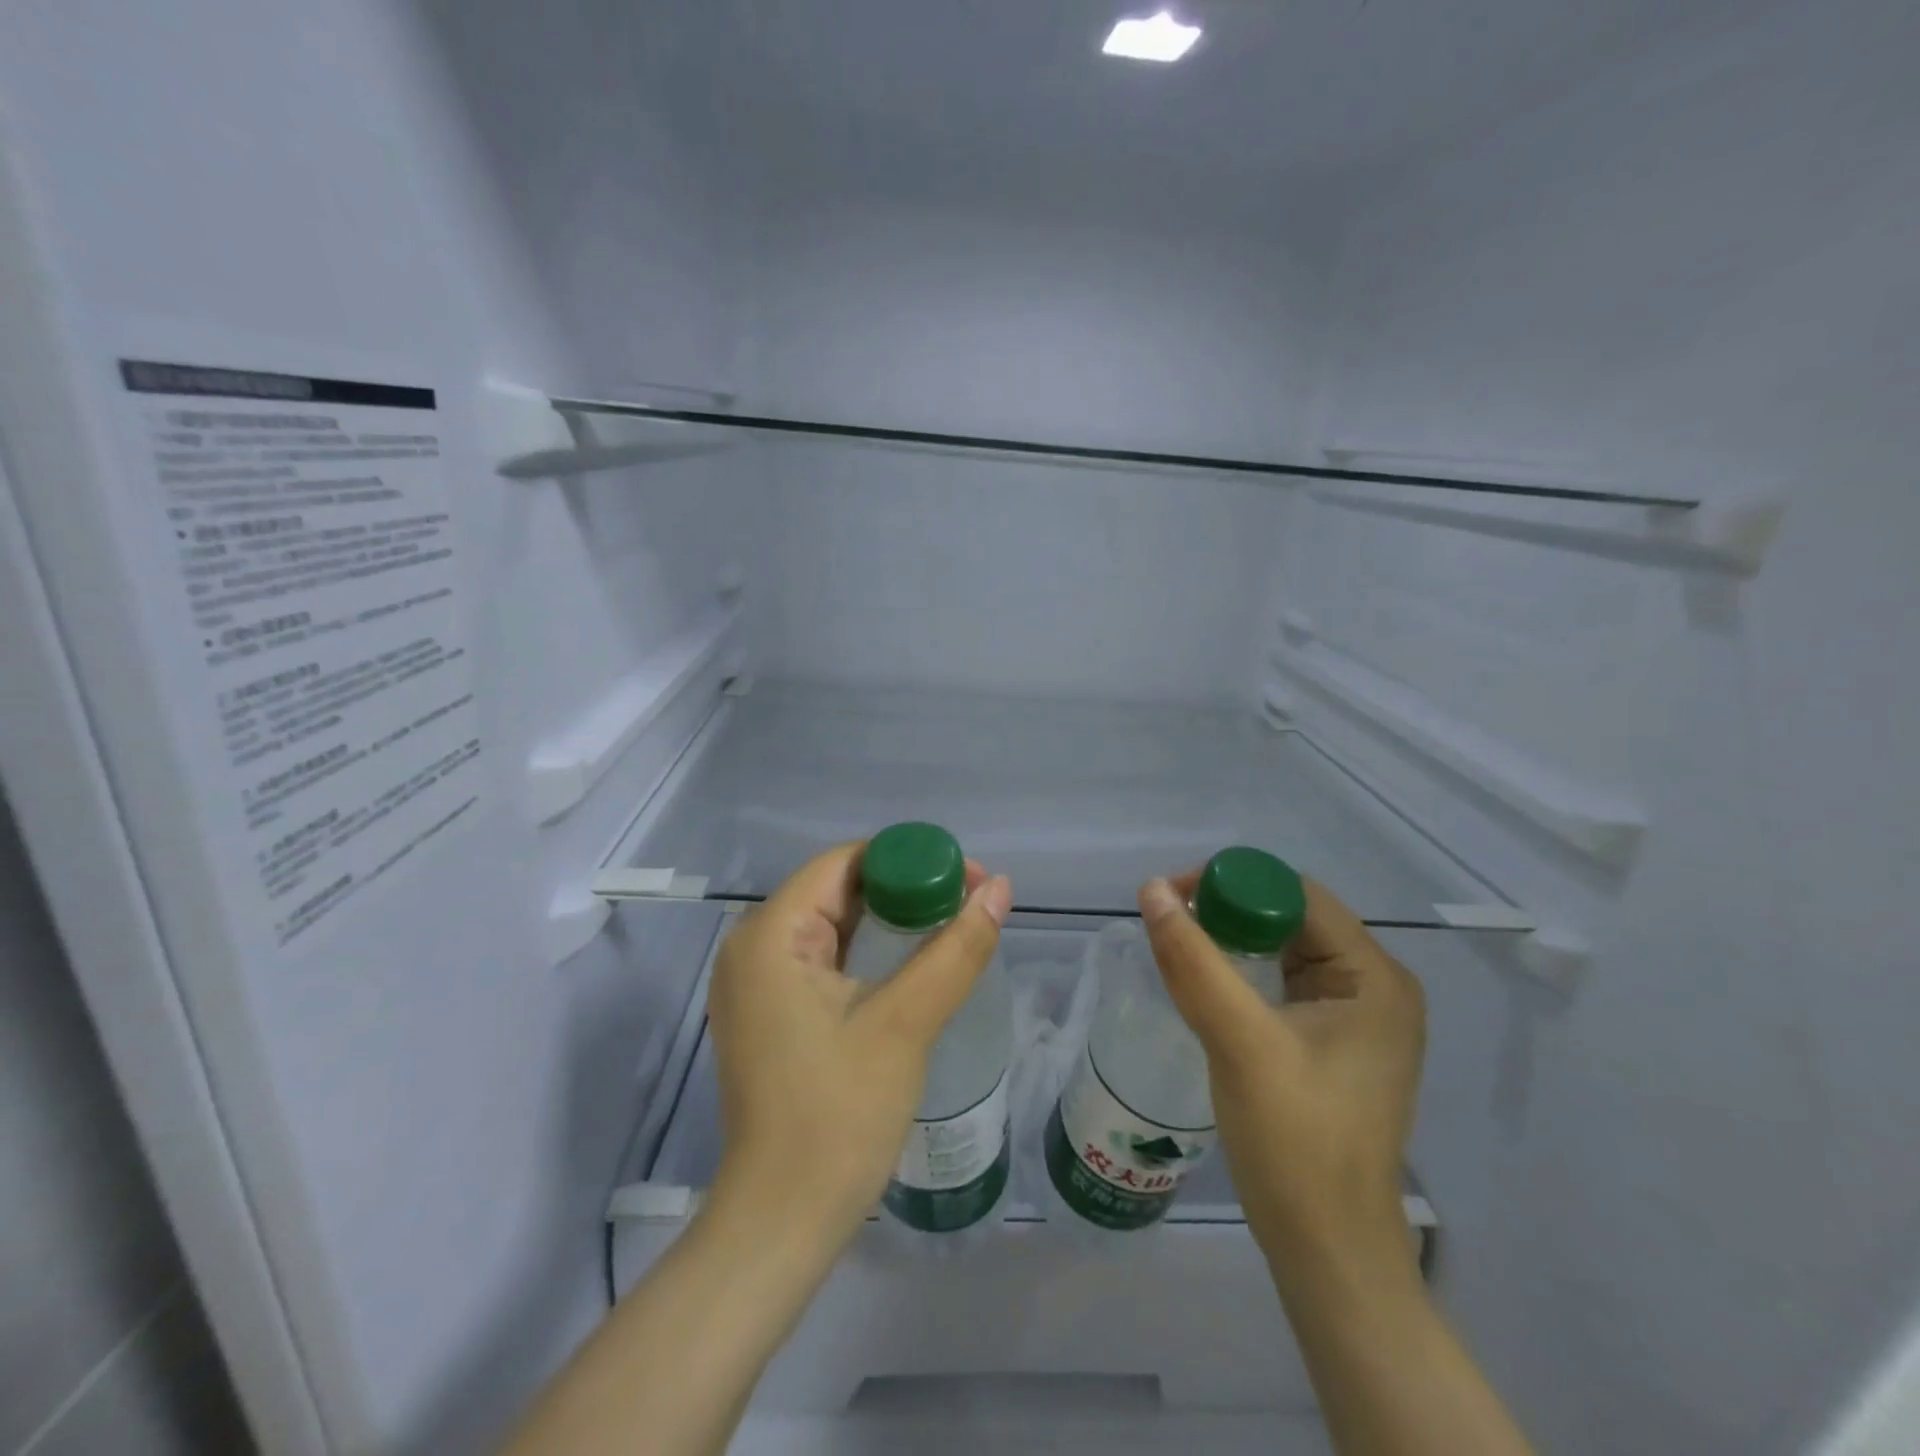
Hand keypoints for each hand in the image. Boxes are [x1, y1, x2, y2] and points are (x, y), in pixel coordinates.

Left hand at [706, 843, 1013, 1250]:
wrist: (783, 1221)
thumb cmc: (839, 1116)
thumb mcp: (906, 1022)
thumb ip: (956, 948)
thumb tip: (1001, 888)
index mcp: (770, 934)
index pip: (845, 862)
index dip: (909, 859)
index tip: (967, 877)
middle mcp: (752, 946)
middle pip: (838, 889)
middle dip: (905, 888)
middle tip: (967, 902)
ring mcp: (755, 982)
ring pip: (832, 923)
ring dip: (890, 920)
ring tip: (950, 925)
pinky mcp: (768, 1011)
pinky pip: (822, 957)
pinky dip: (868, 950)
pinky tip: (910, 961)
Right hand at [1139, 872, 1425, 1280]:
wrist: (1327, 1250)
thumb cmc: (1296, 1144)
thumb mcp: (1239, 1041)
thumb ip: (1194, 960)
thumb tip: (1151, 888)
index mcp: (1373, 977)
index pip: (1297, 895)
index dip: (1233, 884)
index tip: (1173, 899)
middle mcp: (1373, 986)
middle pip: (1290, 918)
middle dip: (1228, 912)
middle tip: (1168, 924)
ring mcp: (1355, 1016)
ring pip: (1282, 949)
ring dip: (1230, 942)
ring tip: (1178, 948)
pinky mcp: (1332, 1042)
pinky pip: (1281, 983)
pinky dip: (1241, 973)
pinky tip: (1206, 984)